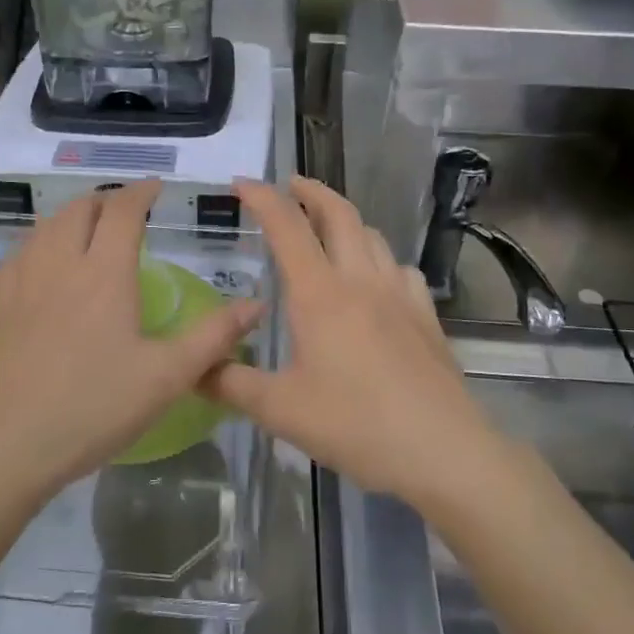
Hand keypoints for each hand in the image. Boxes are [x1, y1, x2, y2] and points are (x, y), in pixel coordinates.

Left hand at [0, 180, 262, 510]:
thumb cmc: (91, 409)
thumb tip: (256, 304)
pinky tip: (44, 267)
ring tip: (88, 231)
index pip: (123, 210)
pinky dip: (41, 243)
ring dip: (71, 217)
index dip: (141, 192)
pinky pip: (19, 253)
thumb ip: (213, 337)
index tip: (156, 188)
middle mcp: (58, 263)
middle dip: (106, 200)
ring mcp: (18, 281)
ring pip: (45, 226)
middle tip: (125, 211)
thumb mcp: (165, 378)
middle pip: (79, 208)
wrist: (0, 448)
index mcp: (103, 273)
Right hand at [205, 178, 492, 503]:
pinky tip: (377, 280)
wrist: (440, 449)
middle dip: (312, 191)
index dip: (262, 198)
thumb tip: (193, 369)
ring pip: (372, 236)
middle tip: (290, 186)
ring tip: (328, 229)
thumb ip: (231, 384)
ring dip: (346, 221)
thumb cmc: (354, 425)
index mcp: (319, 294)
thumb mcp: (280, 410)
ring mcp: (399, 295)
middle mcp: (360, 280)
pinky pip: (401, 268)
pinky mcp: (425, 316)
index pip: (287, 227)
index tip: (242, 183)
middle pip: (339, 214)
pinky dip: (380, 258)